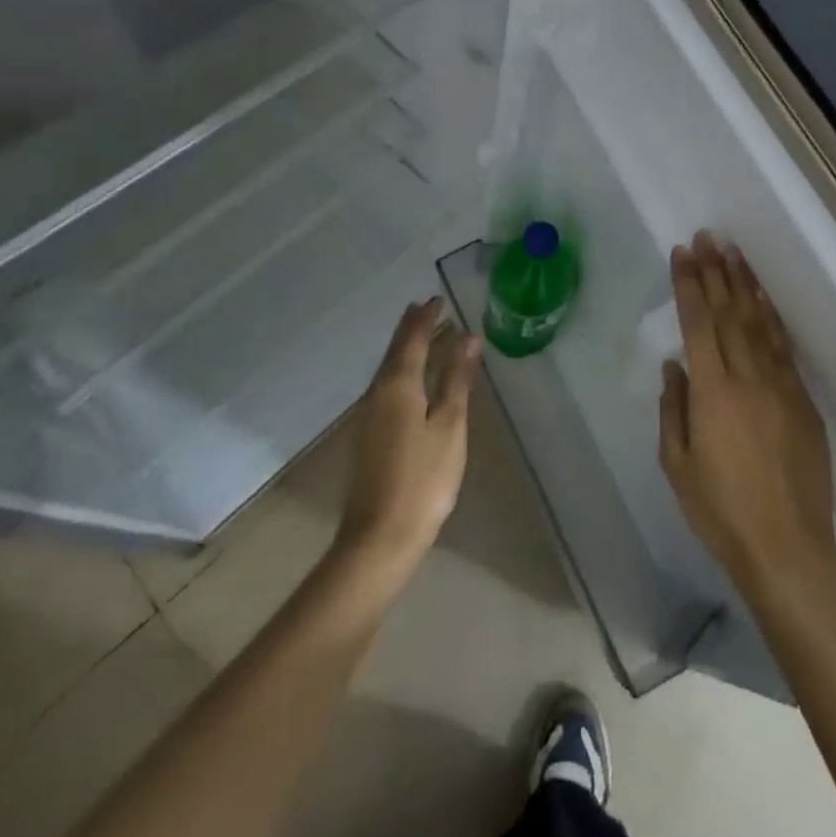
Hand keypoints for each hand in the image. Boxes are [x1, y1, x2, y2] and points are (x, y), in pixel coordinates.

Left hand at [338, 298, 479, 579]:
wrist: (379, 537)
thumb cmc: (423, 478)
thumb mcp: (449, 425)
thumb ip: (457, 379)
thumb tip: (468, 337)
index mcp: (397, 385)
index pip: (411, 339)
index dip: (425, 318)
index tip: (438, 299)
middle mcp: (376, 393)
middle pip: (394, 351)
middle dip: (411, 328)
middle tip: (428, 308)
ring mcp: (368, 416)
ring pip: (388, 369)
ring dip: (406, 348)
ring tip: (424, 335)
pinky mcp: (368, 436)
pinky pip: (386, 387)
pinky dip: (402, 370)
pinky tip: (412, 378)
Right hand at [659, 234, 835, 592]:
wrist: (788, 546)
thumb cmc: (721, 510)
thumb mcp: (678, 464)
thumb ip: (674, 408)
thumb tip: (675, 364)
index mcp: (713, 392)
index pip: (699, 323)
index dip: (690, 285)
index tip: (683, 253)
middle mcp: (748, 377)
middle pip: (729, 312)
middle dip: (715, 271)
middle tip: (707, 238)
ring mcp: (781, 384)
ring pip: (759, 321)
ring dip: (745, 283)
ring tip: (733, 252)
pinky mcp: (802, 398)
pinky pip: (783, 345)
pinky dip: (771, 315)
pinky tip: (762, 297)